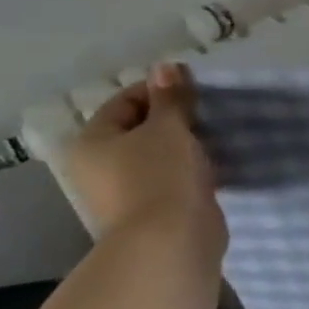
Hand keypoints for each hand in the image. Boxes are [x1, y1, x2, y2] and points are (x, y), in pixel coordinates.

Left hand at [62, 63, 225, 255]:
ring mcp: (124, 192)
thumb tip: (167, 66)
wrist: (171, 242)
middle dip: (175, 119)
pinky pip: (171, 179)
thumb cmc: (161, 176)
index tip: (197, 91)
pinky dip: (190, 170)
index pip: (125, 102)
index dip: (160, 91)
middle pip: (139, 129)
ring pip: (157, 156)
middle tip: (209, 114)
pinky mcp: (152, 211)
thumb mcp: (169, 128)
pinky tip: (215, 166)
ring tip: (216, 139)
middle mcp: (98, 166)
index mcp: (92, 142)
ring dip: (185, 146)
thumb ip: (171, 97)